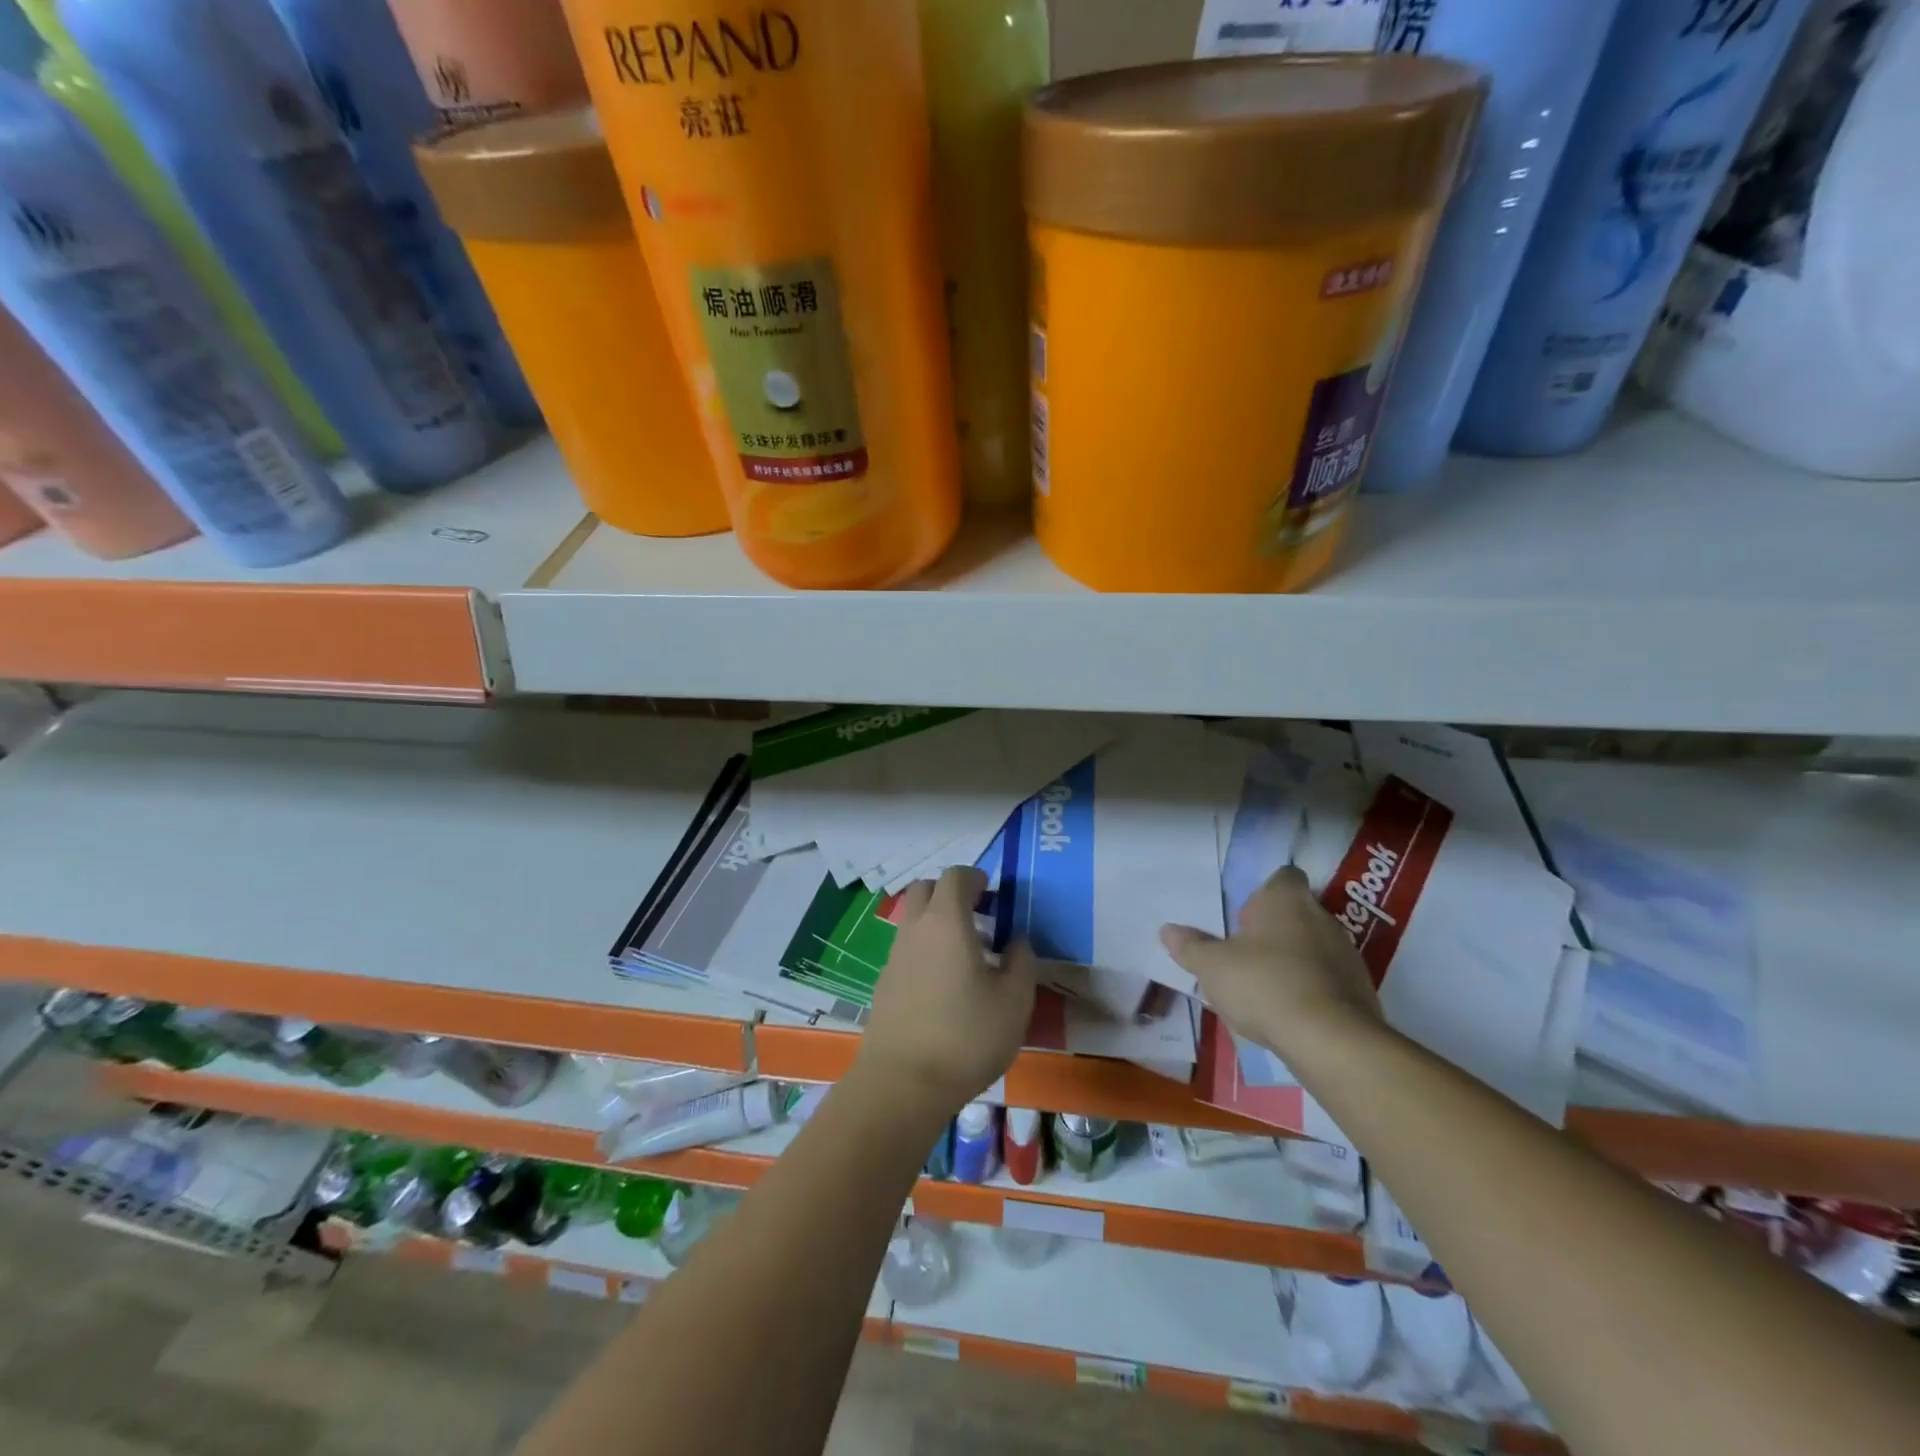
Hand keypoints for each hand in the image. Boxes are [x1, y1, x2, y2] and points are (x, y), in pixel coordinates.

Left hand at [858, 865, 1036, 1117]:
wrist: (902, 1083)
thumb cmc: (966, 1036)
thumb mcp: (1014, 1000)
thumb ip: (1021, 961)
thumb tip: (1016, 941)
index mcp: (946, 921)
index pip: (956, 876)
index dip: (976, 878)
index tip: (994, 895)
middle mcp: (915, 929)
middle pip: (926, 889)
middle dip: (951, 893)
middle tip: (979, 916)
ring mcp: (894, 956)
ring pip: (914, 920)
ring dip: (938, 923)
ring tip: (968, 956)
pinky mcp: (884, 984)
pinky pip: (907, 950)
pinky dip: (926, 951)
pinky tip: (946, 986)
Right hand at [1161, 865, 1381, 1056]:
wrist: (1330, 1040)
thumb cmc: (1264, 985)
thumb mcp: (1212, 967)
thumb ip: (1191, 947)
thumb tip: (1168, 930)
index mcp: (1286, 901)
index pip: (1283, 877)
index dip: (1265, 892)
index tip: (1246, 916)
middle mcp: (1322, 918)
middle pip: (1298, 912)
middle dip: (1275, 929)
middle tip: (1246, 953)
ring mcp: (1347, 954)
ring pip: (1315, 946)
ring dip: (1294, 959)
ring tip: (1266, 986)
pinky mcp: (1361, 990)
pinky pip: (1330, 979)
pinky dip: (1312, 988)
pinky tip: (1291, 1011)